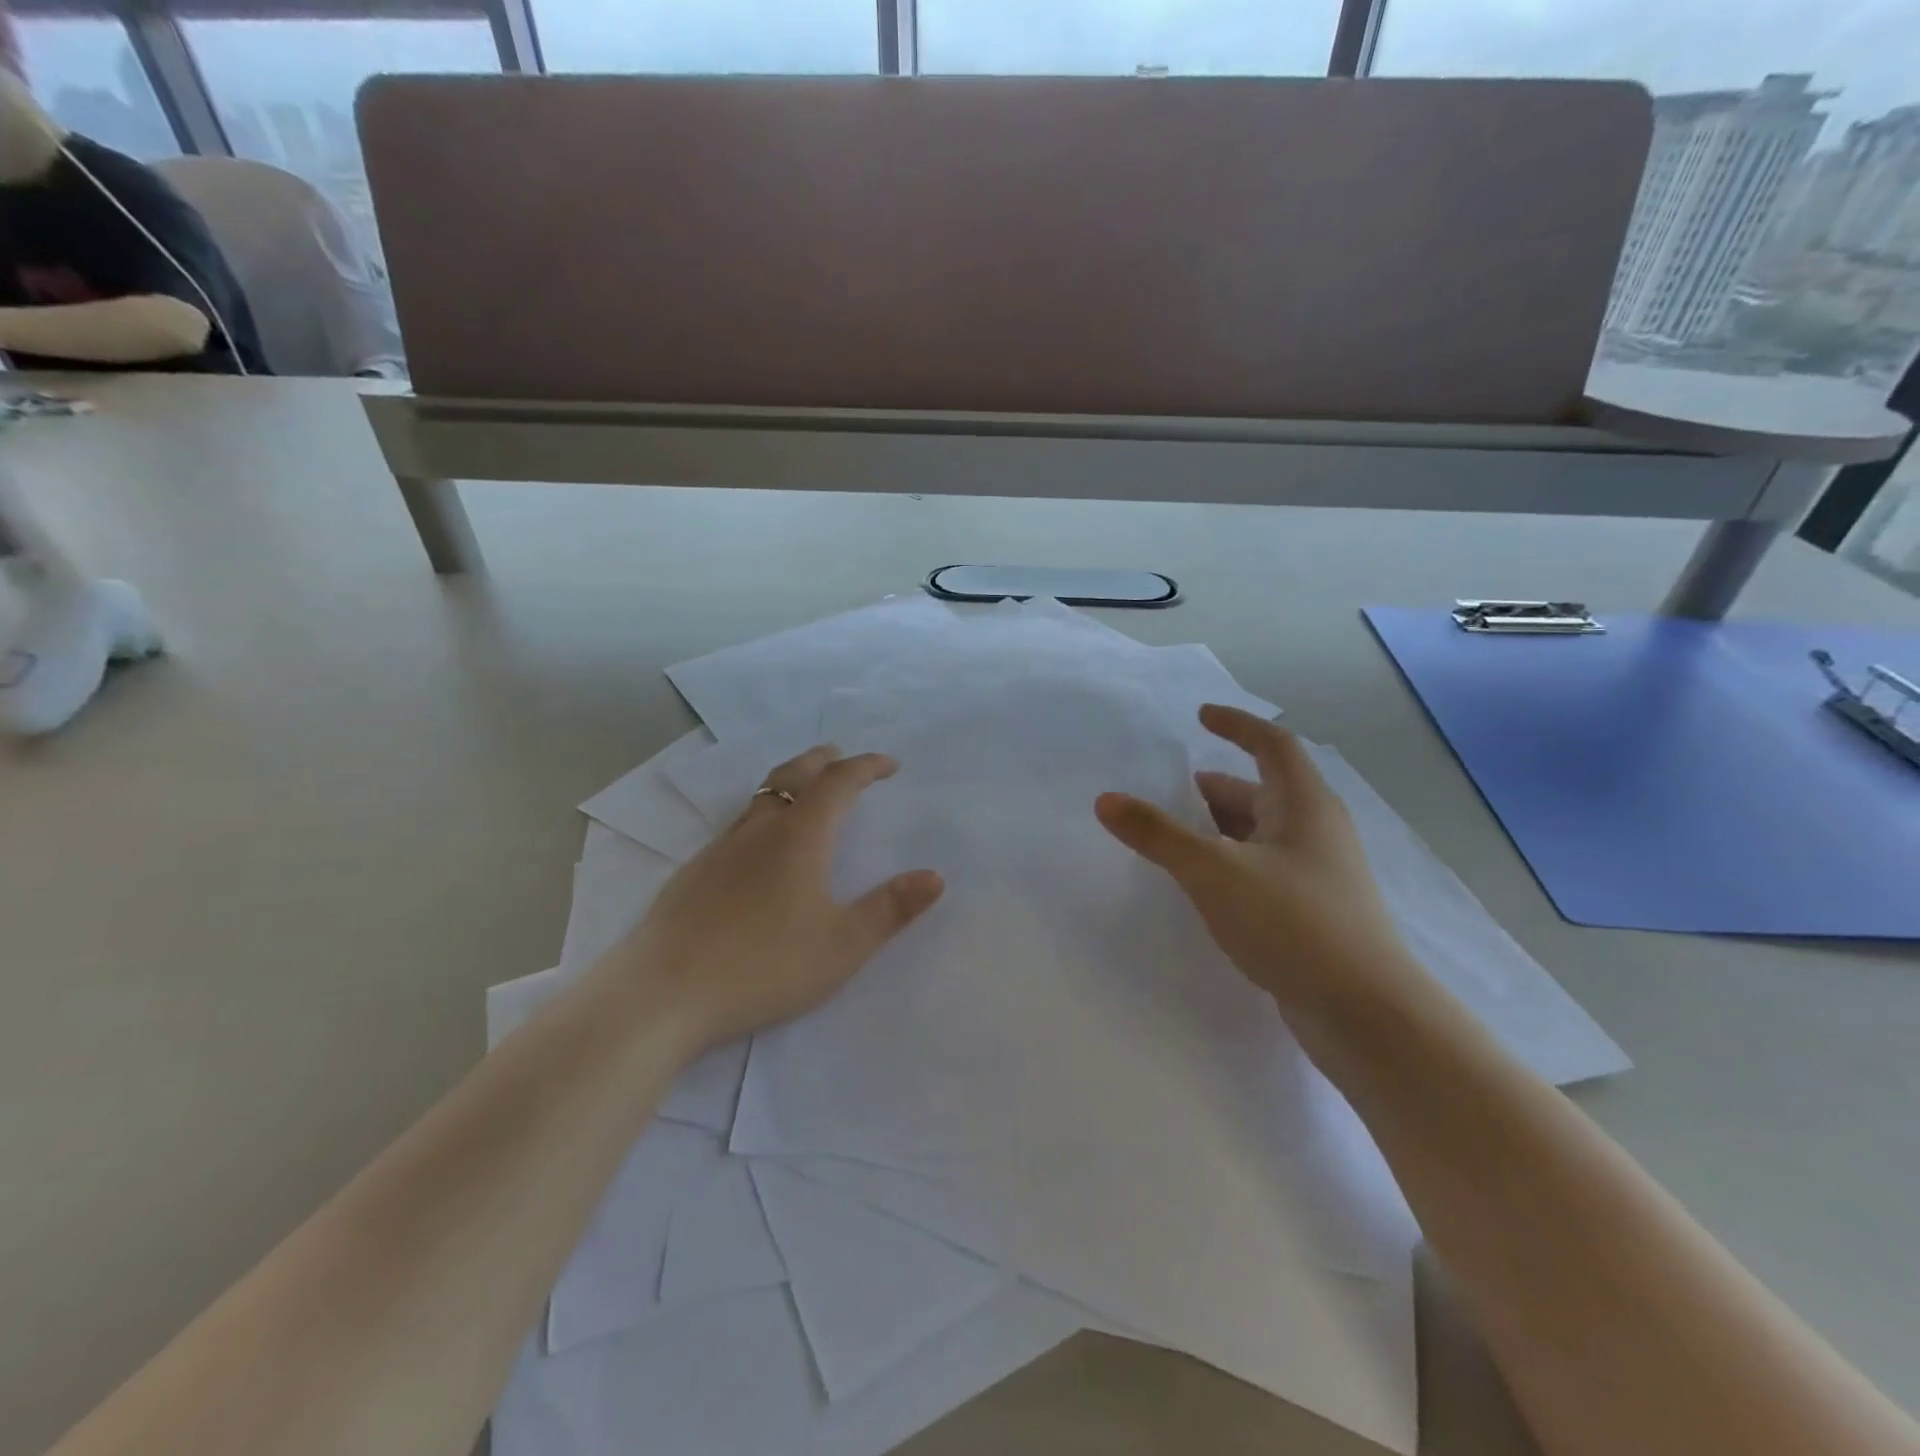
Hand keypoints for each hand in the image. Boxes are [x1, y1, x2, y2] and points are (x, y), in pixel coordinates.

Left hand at [608, 746, 945, 1050]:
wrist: (662, 993)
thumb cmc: (763, 966)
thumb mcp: (842, 945)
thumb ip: (890, 909)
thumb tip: (935, 875)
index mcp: (799, 838)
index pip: (838, 783)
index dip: (867, 767)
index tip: (889, 765)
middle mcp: (759, 830)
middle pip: (793, 775)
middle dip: (823, 760)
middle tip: (842, 756)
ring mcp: (720, 849)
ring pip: (760, 796)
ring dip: (789, 781)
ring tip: (805, 790)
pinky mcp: (694, 872)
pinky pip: (738, 823)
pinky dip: (762, 812)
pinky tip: (759, 846)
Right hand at [1094, 705, 1423, 1017]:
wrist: (1365, 1014)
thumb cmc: (1292, 923)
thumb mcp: (1214, 871)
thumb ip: (1158, 834)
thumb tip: (1106, 799)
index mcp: (1304, 805)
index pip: (1272, 744)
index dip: (1237, 725)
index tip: (1200, 717)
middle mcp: (1316, 831)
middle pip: (1262, 791)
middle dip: (1214, 790)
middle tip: (1168, 795)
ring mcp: (1318, 874)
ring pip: (1261, 834)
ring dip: (1220, 830)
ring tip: (1175, 841)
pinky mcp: (1313, 912)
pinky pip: (1263, 869)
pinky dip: (1230, 864)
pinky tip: (1204, 889)